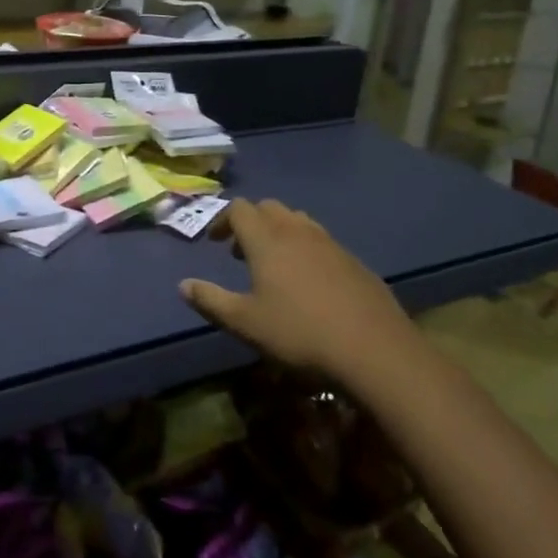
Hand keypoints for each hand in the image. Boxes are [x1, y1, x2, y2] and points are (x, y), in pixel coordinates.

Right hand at [180, 198, 416, 382]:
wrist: (374, 350)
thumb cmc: (300, 333)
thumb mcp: (245, 323)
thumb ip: (211, 301)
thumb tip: (183, 285)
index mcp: (266, 240)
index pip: (239, 209)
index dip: (222, 220)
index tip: (215, 243)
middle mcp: (296, 231)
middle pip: (268, 207)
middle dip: (250, 222)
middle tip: (241, 253)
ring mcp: (329, 243)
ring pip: (297, 220)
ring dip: (279, 232)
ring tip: (275, 264)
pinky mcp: (354, 261)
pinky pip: (322, 241)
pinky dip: (306, 248)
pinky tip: (310, 283)